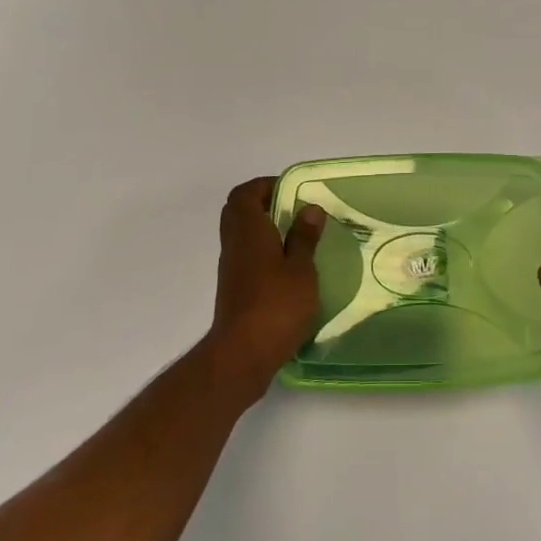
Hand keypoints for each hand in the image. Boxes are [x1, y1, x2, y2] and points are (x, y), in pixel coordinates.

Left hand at [204, 178, 325, 404]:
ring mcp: (231, 268)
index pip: (245, 193)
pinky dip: (262, 252)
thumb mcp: (301, 269)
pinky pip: (245, 256)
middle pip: (239, 211)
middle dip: (263, 204)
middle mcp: (234, 244)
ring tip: (296, 237)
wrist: (242, 355)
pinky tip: (287, 267)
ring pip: (241, 235)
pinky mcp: (234, 290)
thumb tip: (309, 208)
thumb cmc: (275, 305)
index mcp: (248, 230)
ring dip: (263, 229)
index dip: (265, 185)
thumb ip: (304, 237)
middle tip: (294, 210)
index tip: (292, 190)